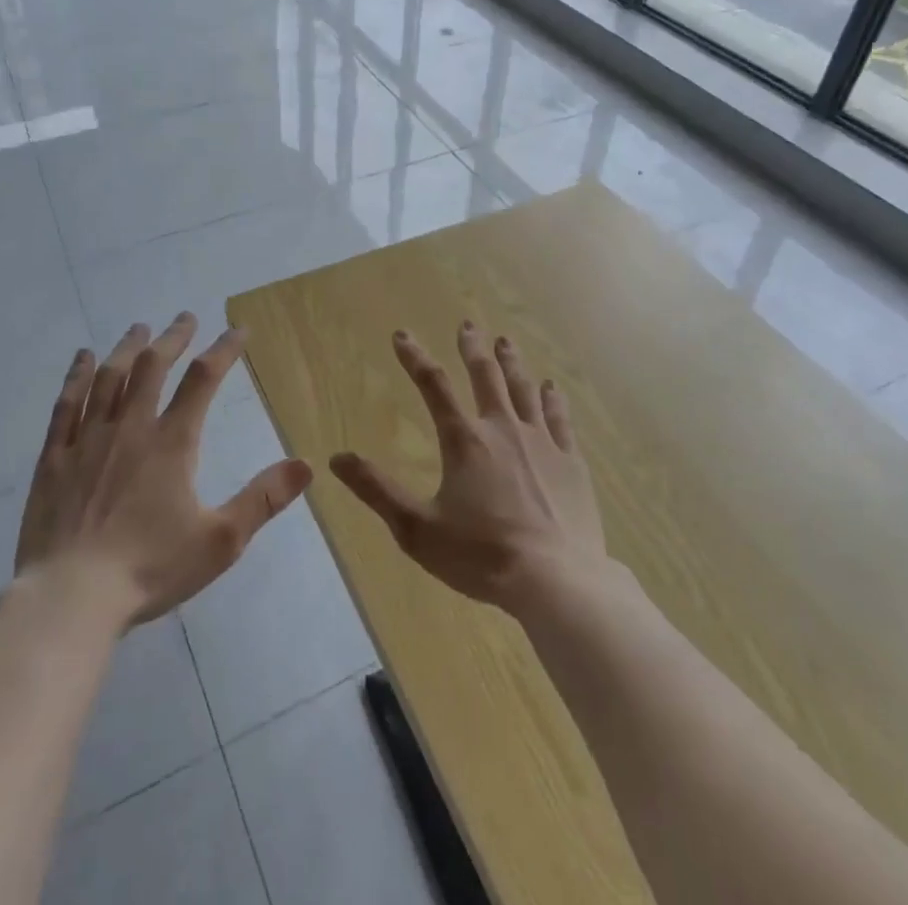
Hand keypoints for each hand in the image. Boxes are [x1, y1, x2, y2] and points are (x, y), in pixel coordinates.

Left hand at [14, 314, 311, 627]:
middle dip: (173, 338)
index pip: (203, 379)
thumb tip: (306, 464)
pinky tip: (83, 359)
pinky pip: (66, 404)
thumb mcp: (220, 540)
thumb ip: (263, 499)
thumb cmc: (149, 568)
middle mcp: (130, 427)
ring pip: (110, 377)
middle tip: (185, 317)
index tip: (238, 330)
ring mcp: (88, 439)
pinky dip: (77, 375)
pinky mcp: (55, 457)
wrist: (70, 597)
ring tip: (140, 328)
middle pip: (153, 366)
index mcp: (172, 442)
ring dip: (128, 347)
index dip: (224, 349)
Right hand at [330, 321, 606, 617]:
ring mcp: (541, 442)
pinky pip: (560, 419)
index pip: (433, 386)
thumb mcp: (416, 529)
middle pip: (486, 376)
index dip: (415, 358)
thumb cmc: (481, 556)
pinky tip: (552, 387)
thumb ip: (376, 490)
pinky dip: (553, 399)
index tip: (402, 335)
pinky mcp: (571, 462)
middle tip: (468, 324)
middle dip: (473, 348)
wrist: (556, 581)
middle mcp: (503, 429)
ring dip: (512, 363)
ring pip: (524, 389)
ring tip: (505, 341)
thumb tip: (336, 458)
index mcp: (464, 441)